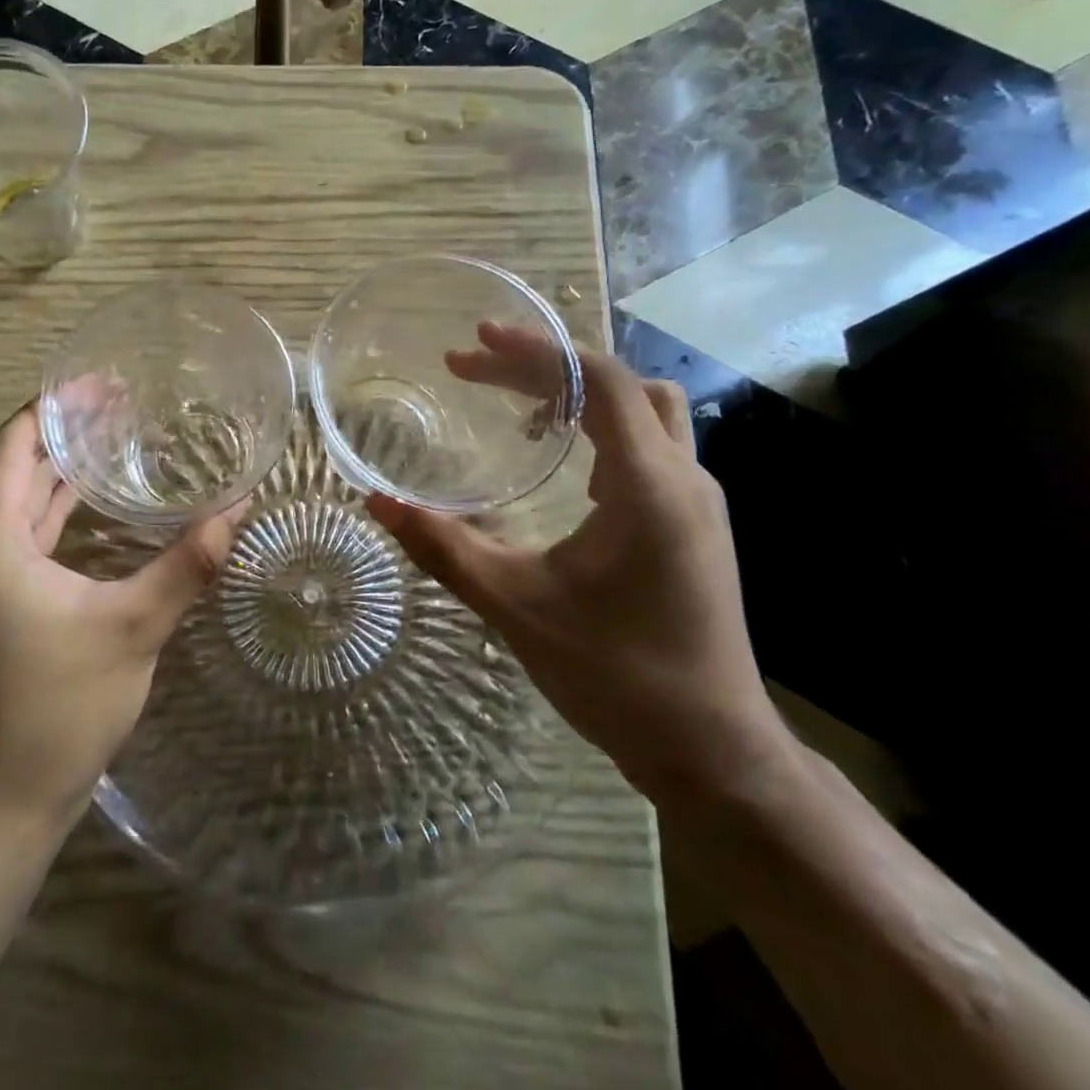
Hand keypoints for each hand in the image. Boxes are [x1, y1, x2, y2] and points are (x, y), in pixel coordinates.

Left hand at [0, 404, 245, 827]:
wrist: (1, 803)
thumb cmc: (60, 709)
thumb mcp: (133, 628)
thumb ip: (186, 564)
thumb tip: (239, 509)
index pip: (10, 446)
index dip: (54, 408)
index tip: (102, 384)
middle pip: (9, 467)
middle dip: (61, 433)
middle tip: (119, 405)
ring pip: (10, 502)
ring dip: (55, 471)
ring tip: (112, 439)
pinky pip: (13, 534)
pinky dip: (49, 510)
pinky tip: (90, 503)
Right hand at [367, 327, 793, 810]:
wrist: (711, 749)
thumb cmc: (616, 675)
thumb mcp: (516, 606)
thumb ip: (443, 548)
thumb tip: (377, 503)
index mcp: (649, 486)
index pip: (601, 381)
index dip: (537, 351)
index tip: (477, 340)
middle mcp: (683, 479)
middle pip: (623, 384)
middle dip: (549, 366)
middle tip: (480, 370)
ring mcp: (698, 501)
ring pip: (645, 411)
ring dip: (581, 393)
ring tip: (516, 405)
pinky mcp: (694, 524)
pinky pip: (649, 446)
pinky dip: (601, 427)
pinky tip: (559, 460)